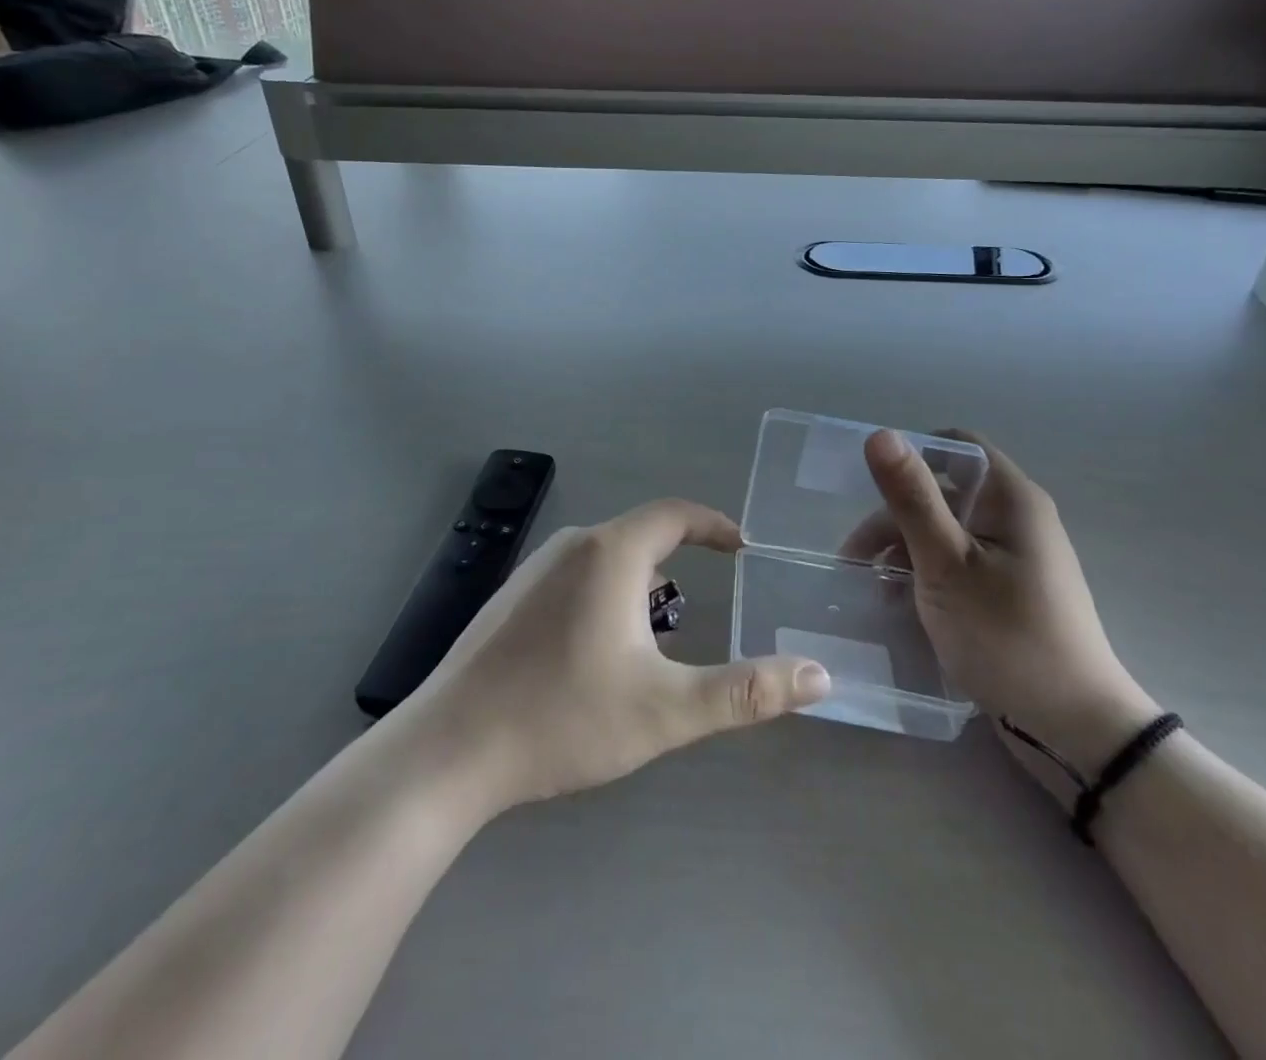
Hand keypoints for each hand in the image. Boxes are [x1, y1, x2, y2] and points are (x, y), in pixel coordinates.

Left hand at [414, 499, 830, 811]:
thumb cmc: (563, 718)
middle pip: (640, 538)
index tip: (742, 547)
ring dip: (639, 589)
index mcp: (609, 554)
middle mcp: (570, 546)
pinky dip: (603, 600)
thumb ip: (746, 692)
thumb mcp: (666, 710)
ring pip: (605, 562)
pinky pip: (574, 580)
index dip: (714, 525)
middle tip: (705, 610)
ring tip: (655, 642)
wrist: (447, 752)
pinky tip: (596, 658)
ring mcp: (532, 571)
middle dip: (678, 567)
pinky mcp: (509, 600)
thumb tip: (818, 674)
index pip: (674, 514)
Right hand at [846, 430, 1161, 790]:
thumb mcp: (947, 563)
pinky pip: (958, 564)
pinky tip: (899, 604)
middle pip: (944, 493)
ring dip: (904, 550)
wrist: (1073, 728)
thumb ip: (912, 498)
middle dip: (895, 518)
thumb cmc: (1006, 634)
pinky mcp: (1009, 592)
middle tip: (854, 558)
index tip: (868, 487)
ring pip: (946, 532)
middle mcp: (1017, 518)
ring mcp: (1015, 558)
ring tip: (870, 587)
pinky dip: (926, 575)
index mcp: (1012, 498)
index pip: (957, 446)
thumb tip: (880, 433)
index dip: (911, 455)